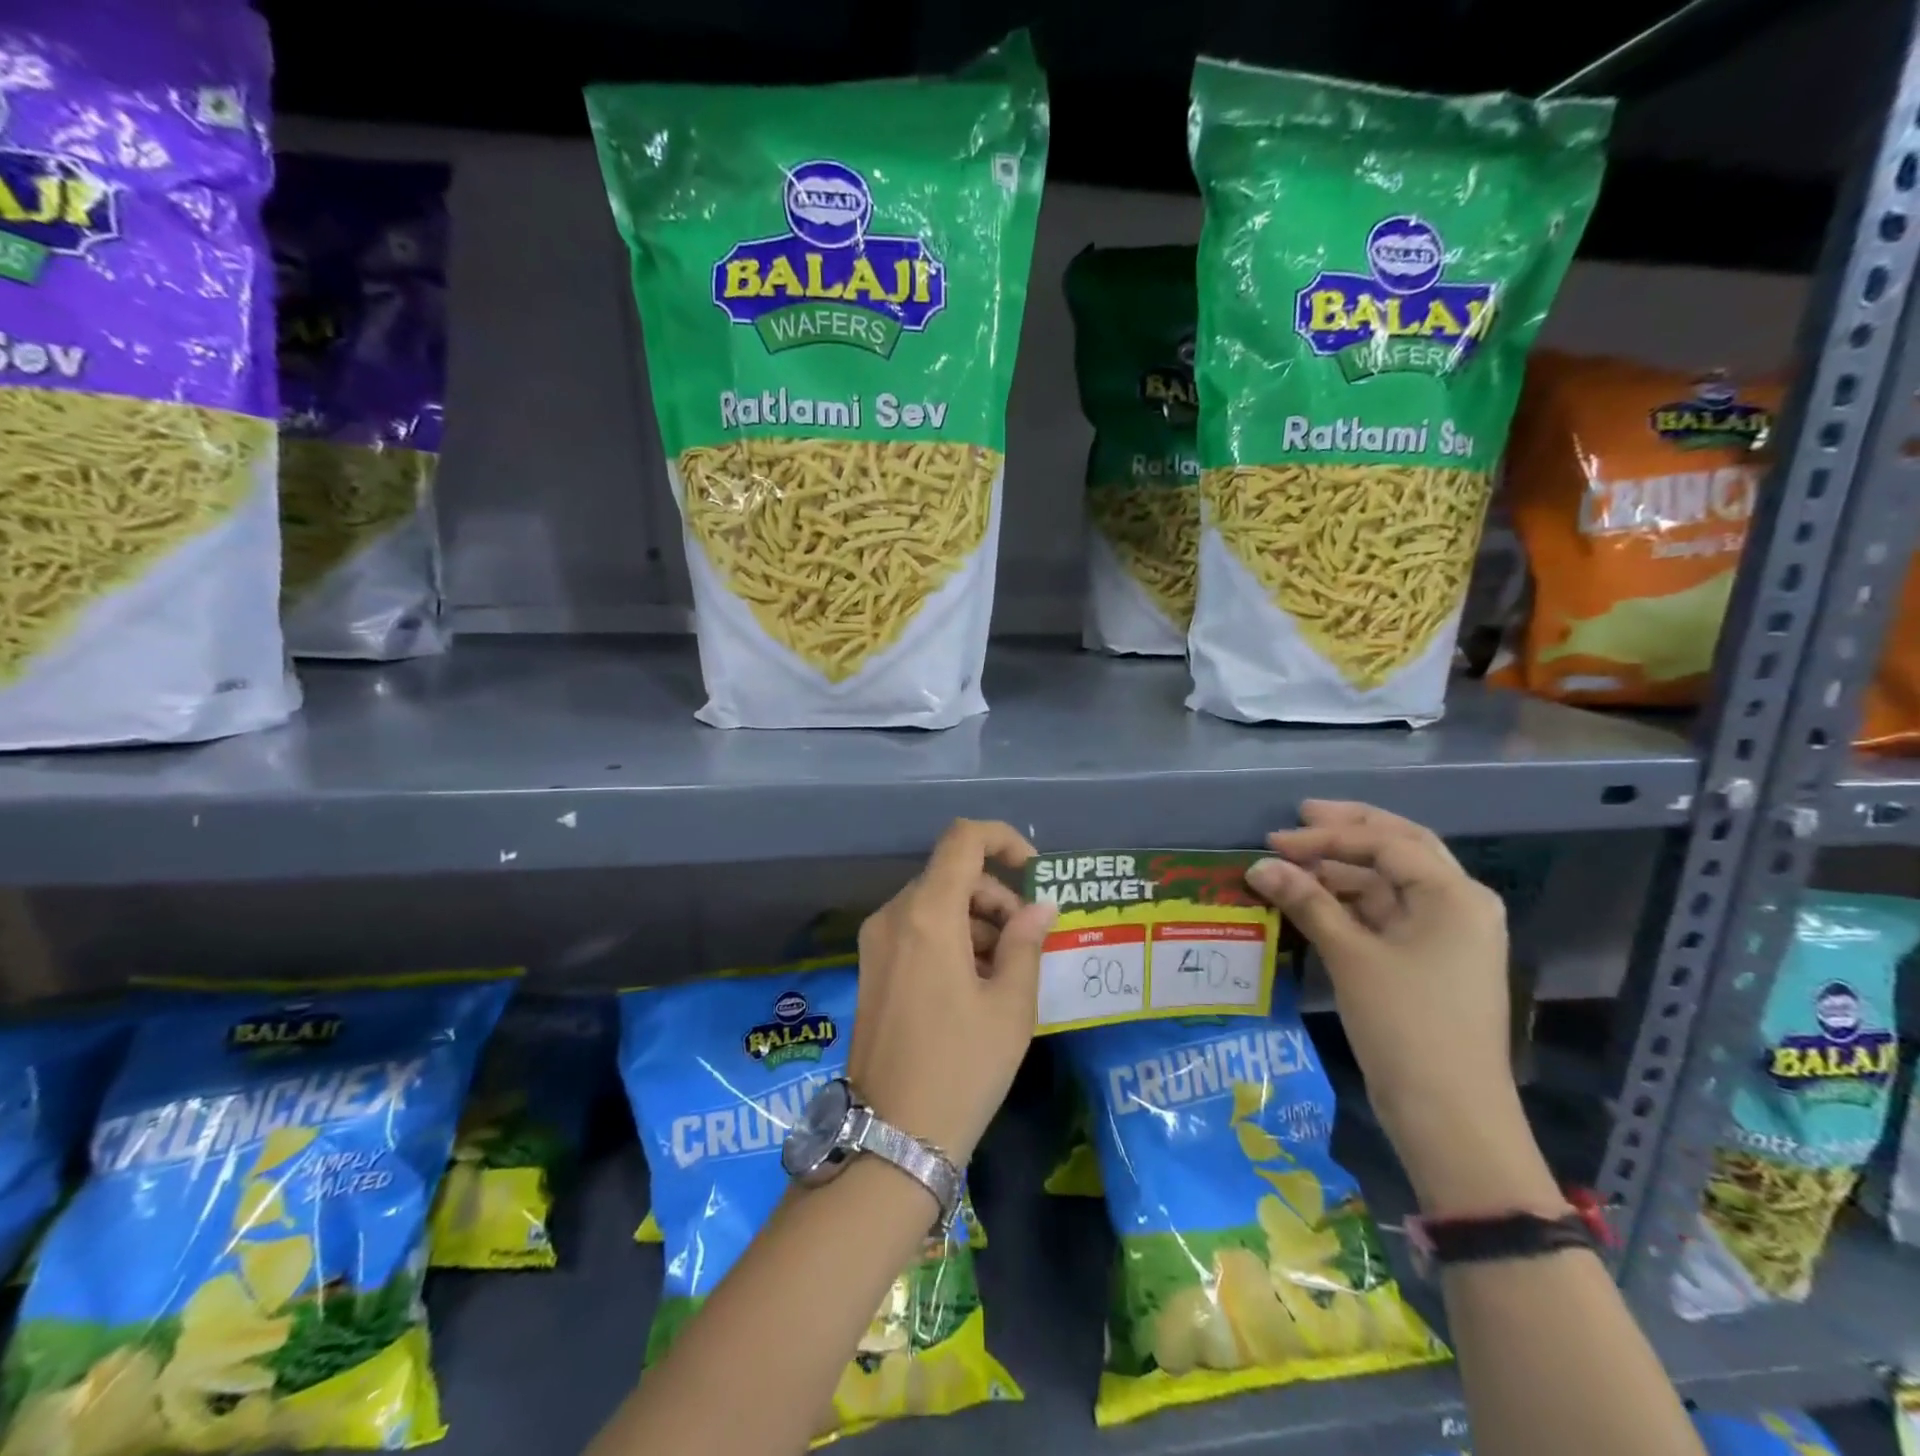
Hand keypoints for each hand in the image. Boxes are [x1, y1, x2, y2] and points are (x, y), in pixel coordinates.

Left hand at [851, 819, 1057, 1166]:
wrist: (891, 1138)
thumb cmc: (961, 1068)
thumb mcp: (1010, 1006)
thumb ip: (1026, 943)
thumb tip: (1039, 907)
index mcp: (927, 914)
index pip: (963, 839)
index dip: (1003, 840)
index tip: (1034, 873)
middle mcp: (894, 915)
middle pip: (951, 874)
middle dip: (996, 896)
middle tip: (1026, 941)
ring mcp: (876, 941)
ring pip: (934, 902)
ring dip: (975, 920)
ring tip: (1004, 972)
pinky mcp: (871, 966)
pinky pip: (916, 929)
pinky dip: (950, 938)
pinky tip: (973, 984)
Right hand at [1245, 801, 1562, 1217]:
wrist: (1451, 1118)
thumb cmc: (1406, 1026)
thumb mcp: (1352, 957)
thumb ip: (1307, 902)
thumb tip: (1259, 866)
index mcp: (1454, 895)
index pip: (1385, 842)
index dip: (1326, 836)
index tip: (1275, 840)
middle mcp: (1459, 905)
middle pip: (1399, 848)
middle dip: (1348, 830)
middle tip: (1299, 816)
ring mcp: (1446, 934)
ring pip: (1390, 881)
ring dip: (1343, 869)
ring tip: (1294, 863)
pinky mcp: (1428, 960)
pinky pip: (1386, 913)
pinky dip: (1349, 901)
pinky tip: (1314, 899)